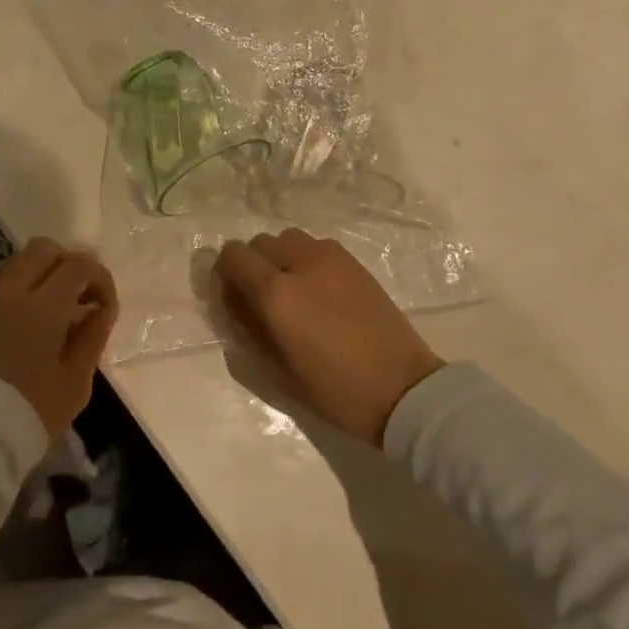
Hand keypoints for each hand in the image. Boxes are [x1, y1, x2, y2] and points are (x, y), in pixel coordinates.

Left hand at [0, 237, 117, 439]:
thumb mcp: (76, 381)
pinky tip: (27, 331)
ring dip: (43, 277)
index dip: (100, 278)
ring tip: (56, 315)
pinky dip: (21, 295)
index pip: (78, 264)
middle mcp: (11, 292)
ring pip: (18, 265)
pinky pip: (1, 290)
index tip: (105, 308)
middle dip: (69, 265)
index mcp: (43, 305)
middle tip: (80, 298)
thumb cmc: (31, 411)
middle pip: (44, 249)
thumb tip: (100, 310)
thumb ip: (92, 337)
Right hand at [214, 228, 442, 446]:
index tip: (234, 299)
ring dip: (280, 258)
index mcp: (276, 293)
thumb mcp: (277, 370)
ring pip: (288, 238)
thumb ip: (248, 329)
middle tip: (261, 299)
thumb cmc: (335, 390)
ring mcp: (330, 257)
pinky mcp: (354, 262)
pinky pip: (316, 246)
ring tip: (292, 291)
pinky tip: (319, 291)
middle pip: (259, 243)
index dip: (225, 274)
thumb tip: (235, 303)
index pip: (233, 256)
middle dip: (252, 265)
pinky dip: (306, 259)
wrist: (403, 390)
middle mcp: (299, 263)